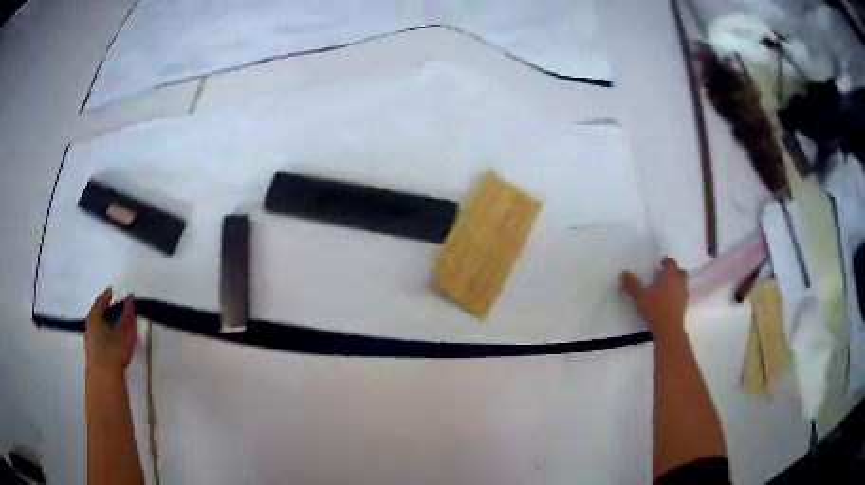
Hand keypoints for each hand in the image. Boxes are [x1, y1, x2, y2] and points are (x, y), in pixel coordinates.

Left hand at [85, 288, 136, 375]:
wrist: (104, 380)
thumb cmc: (113, 350)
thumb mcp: (125, 331)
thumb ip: (128, 315)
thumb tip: (130, 298)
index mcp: (94, 316)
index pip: (102, 299)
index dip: (110, 294)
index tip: (118, 292)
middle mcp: (90, 327)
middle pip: (100, 315)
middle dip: (110, 312)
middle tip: (122, 311)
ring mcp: (91, 343)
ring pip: (101, 329)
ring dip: (110, 327)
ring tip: (121, 330)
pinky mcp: (95, 357)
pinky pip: (102, 341)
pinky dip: (109, 338)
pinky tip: (117, 345)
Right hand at [621, 257, 687, 345]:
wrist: (668, 329)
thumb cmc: (655, 309)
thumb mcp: (640, 296)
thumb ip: (632, 284)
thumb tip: (623, 273)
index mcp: (670, 275)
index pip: (671, 263)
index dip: (666, 261)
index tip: (661, 263)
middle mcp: (679, 282)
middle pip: (680, 272)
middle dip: (674, 272)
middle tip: (664, 275)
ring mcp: (683, 294)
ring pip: (682, 283)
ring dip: (676, 283)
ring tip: (666, 289)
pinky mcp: (684, 306)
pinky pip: (681, 295)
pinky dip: (677, 295)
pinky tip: (668, 301)